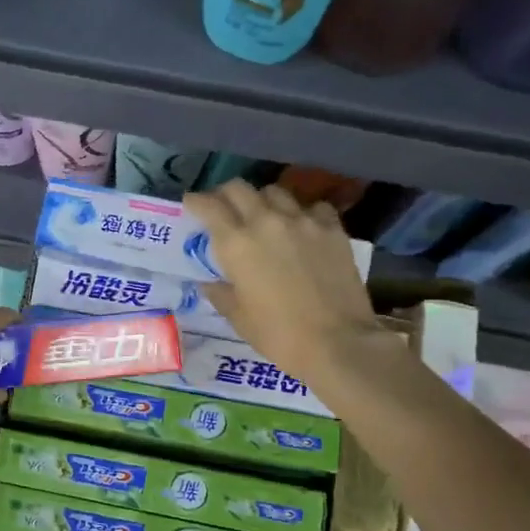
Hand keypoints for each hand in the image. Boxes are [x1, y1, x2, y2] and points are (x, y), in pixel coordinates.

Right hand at [186, 181, 395, 388]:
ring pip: (275, 192)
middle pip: (239, 188)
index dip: (195, 201)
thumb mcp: (238, 318)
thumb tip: (210, 283)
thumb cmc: (279, 335)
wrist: (338, 342)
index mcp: (236, 243)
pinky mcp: (332, 229)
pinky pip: (312, 207)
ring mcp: (302, 221)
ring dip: (262, 201)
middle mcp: (266, 221)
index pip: (208, 205)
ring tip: (263, 217)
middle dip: (224, 194)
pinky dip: (302, 213)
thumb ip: (221, 293)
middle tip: (223, 209)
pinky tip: (302, 228)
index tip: (191, 205)